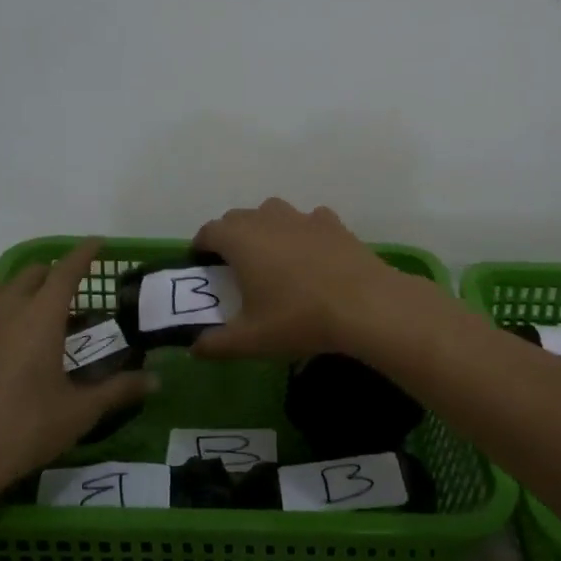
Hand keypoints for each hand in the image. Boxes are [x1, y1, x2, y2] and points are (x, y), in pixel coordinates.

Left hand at [0, 240, 155, 538]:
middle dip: (55, 273)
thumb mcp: (78, 413)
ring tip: (45, 321)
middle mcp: (5, 310)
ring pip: (4, 292)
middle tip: (76, 293)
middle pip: (32, 274)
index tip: (98, 243)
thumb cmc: (21, 431)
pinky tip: (11, 350)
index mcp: (40, 317)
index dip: (84, 253)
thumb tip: (156, 381)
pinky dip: (4, 315)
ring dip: (27, 293)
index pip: (66, 270)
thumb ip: (118, 390)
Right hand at [190, 198, 417, 360]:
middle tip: (234, 267)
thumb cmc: (299, 318)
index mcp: (241, 240)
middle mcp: (268, 219)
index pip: (209, 231)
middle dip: (231, 237)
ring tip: (272, 257)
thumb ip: (217, 344)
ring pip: (273, 212)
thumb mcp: (251, 340)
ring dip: (265, 228)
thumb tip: (195, 348)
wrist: (364, 305)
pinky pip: (309, 220)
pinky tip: (311, 255)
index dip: (201, 246)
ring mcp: (303, 218)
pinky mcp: (333, 223)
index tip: (202, 265)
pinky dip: (303, 232)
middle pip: (239, 218)